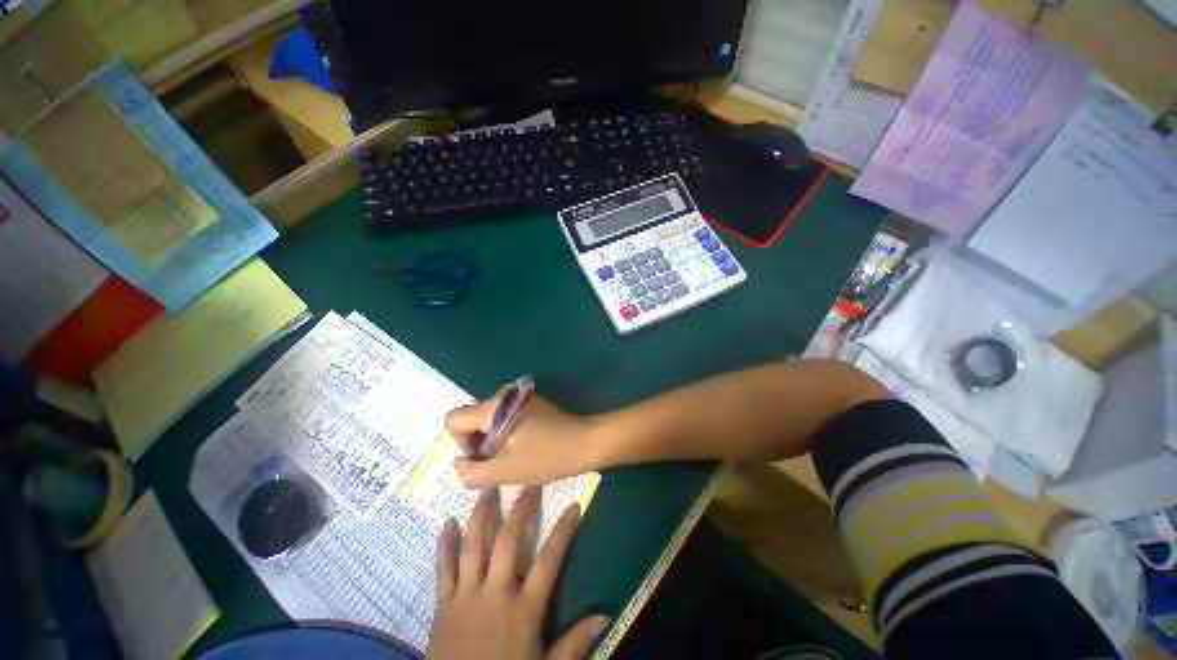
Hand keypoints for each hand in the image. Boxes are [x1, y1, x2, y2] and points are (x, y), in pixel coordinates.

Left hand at [426, 487, 608, 659]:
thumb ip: (575, 643)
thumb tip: (605, 615)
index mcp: (523, 610)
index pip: (549, 560)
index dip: (563, 530)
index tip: (574, 505)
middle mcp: (495, 594)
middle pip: (509, 540)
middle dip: (521, 508)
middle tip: (529, 482)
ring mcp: (466, 596)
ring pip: (474, 545)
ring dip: (481, 514)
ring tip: (489, 487)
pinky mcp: (444, 604)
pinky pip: (443, 569)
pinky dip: (445, 545)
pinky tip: (447, 523)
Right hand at [445, 394, 597, 488]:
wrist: (585, 442)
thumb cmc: (547, 456)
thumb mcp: (506, 471)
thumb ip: (472, 472)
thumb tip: (458, 464)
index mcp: (494, 406)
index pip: (454, 420)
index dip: (461, 444)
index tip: (485, 458)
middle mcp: (502, 395)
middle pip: (470, 420)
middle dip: (478, 445)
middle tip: (501, 461)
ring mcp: (517, 399)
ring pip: (486, 422)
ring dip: (492, 443)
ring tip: (514, 456)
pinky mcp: (528, 404)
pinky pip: (502, 420)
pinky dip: (505, 436)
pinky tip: (523, 447)